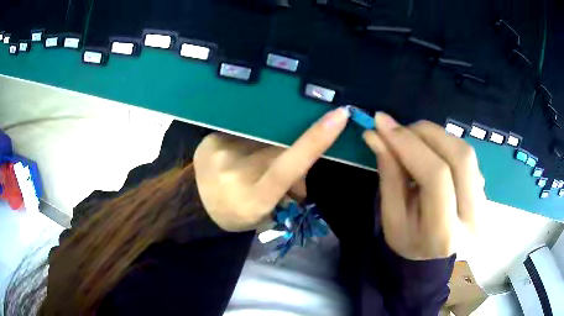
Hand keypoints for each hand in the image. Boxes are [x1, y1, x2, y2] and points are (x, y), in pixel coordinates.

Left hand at [194, 107, 349, 231]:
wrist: (197, 207)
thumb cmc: (238, 213)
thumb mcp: (267, 211)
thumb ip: (291, 187)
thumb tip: (304, 169)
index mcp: (254, 198)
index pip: (289, 166)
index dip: (315, 141)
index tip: (339, 115)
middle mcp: (236, 172)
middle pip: (279, 145)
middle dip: (288, 149)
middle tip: (280, 161)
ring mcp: (219, 152)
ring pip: (262, 136)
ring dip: (266, 145)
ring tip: (253, 160)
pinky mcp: (208, 140)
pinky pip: (242, 131)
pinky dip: (249, 140)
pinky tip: (238, 153)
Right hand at [363, 113, 483, 259]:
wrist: (435, 261)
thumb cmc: (409, 243)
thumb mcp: (391, 218)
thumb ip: (389, 175)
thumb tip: (377, 135)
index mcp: (444, 233)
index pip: (436, 176)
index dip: (409, 144)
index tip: (383, 124)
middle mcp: (473, 216)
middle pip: (459, 156)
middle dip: (427, 132)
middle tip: (401, 129)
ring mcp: (484, 203)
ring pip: (466, 152)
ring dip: (437, 135)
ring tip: (413, 138)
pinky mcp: (485, 191)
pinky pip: (468, 157)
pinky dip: (446, 145)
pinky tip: (430, 151)